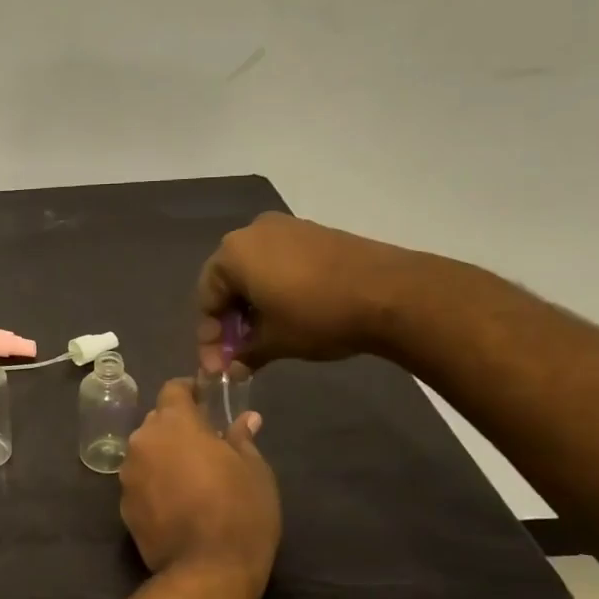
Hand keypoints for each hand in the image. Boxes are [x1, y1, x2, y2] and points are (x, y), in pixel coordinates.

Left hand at [119, 380, 280, 598]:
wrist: (207, 572)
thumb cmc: (239, 511)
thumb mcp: (254, 471)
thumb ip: (242, 439)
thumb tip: (245, 419)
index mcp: (173, 424)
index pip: (173, 389)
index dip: (190, 392)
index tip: (208, 402)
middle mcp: (143, 442)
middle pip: (157, 422)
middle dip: (178, 428)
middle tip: (207, 446)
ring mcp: (128, 475)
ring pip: (147, 453)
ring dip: (165, 457)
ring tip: (193, 479)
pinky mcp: (123, 506)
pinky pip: (141, 483)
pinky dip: (155, 485)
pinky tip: (178, 505)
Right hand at [195, 212, 428, 372]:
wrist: (392, 293)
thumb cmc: (318, 315)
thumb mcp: (275, 341)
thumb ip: (244, 354)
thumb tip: (231, 369)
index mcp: (232, 254)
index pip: (206, 298)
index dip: (209, 337)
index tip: (218, 367)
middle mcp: (252, 232)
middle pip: (228, 282)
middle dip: (230, 321)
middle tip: (238, 354)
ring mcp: (286, 228)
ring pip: (255, 272)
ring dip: (253, 307)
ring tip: (264, 338)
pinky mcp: (314, 233)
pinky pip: (280, 263)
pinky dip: (276, 290)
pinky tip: (288, 315)